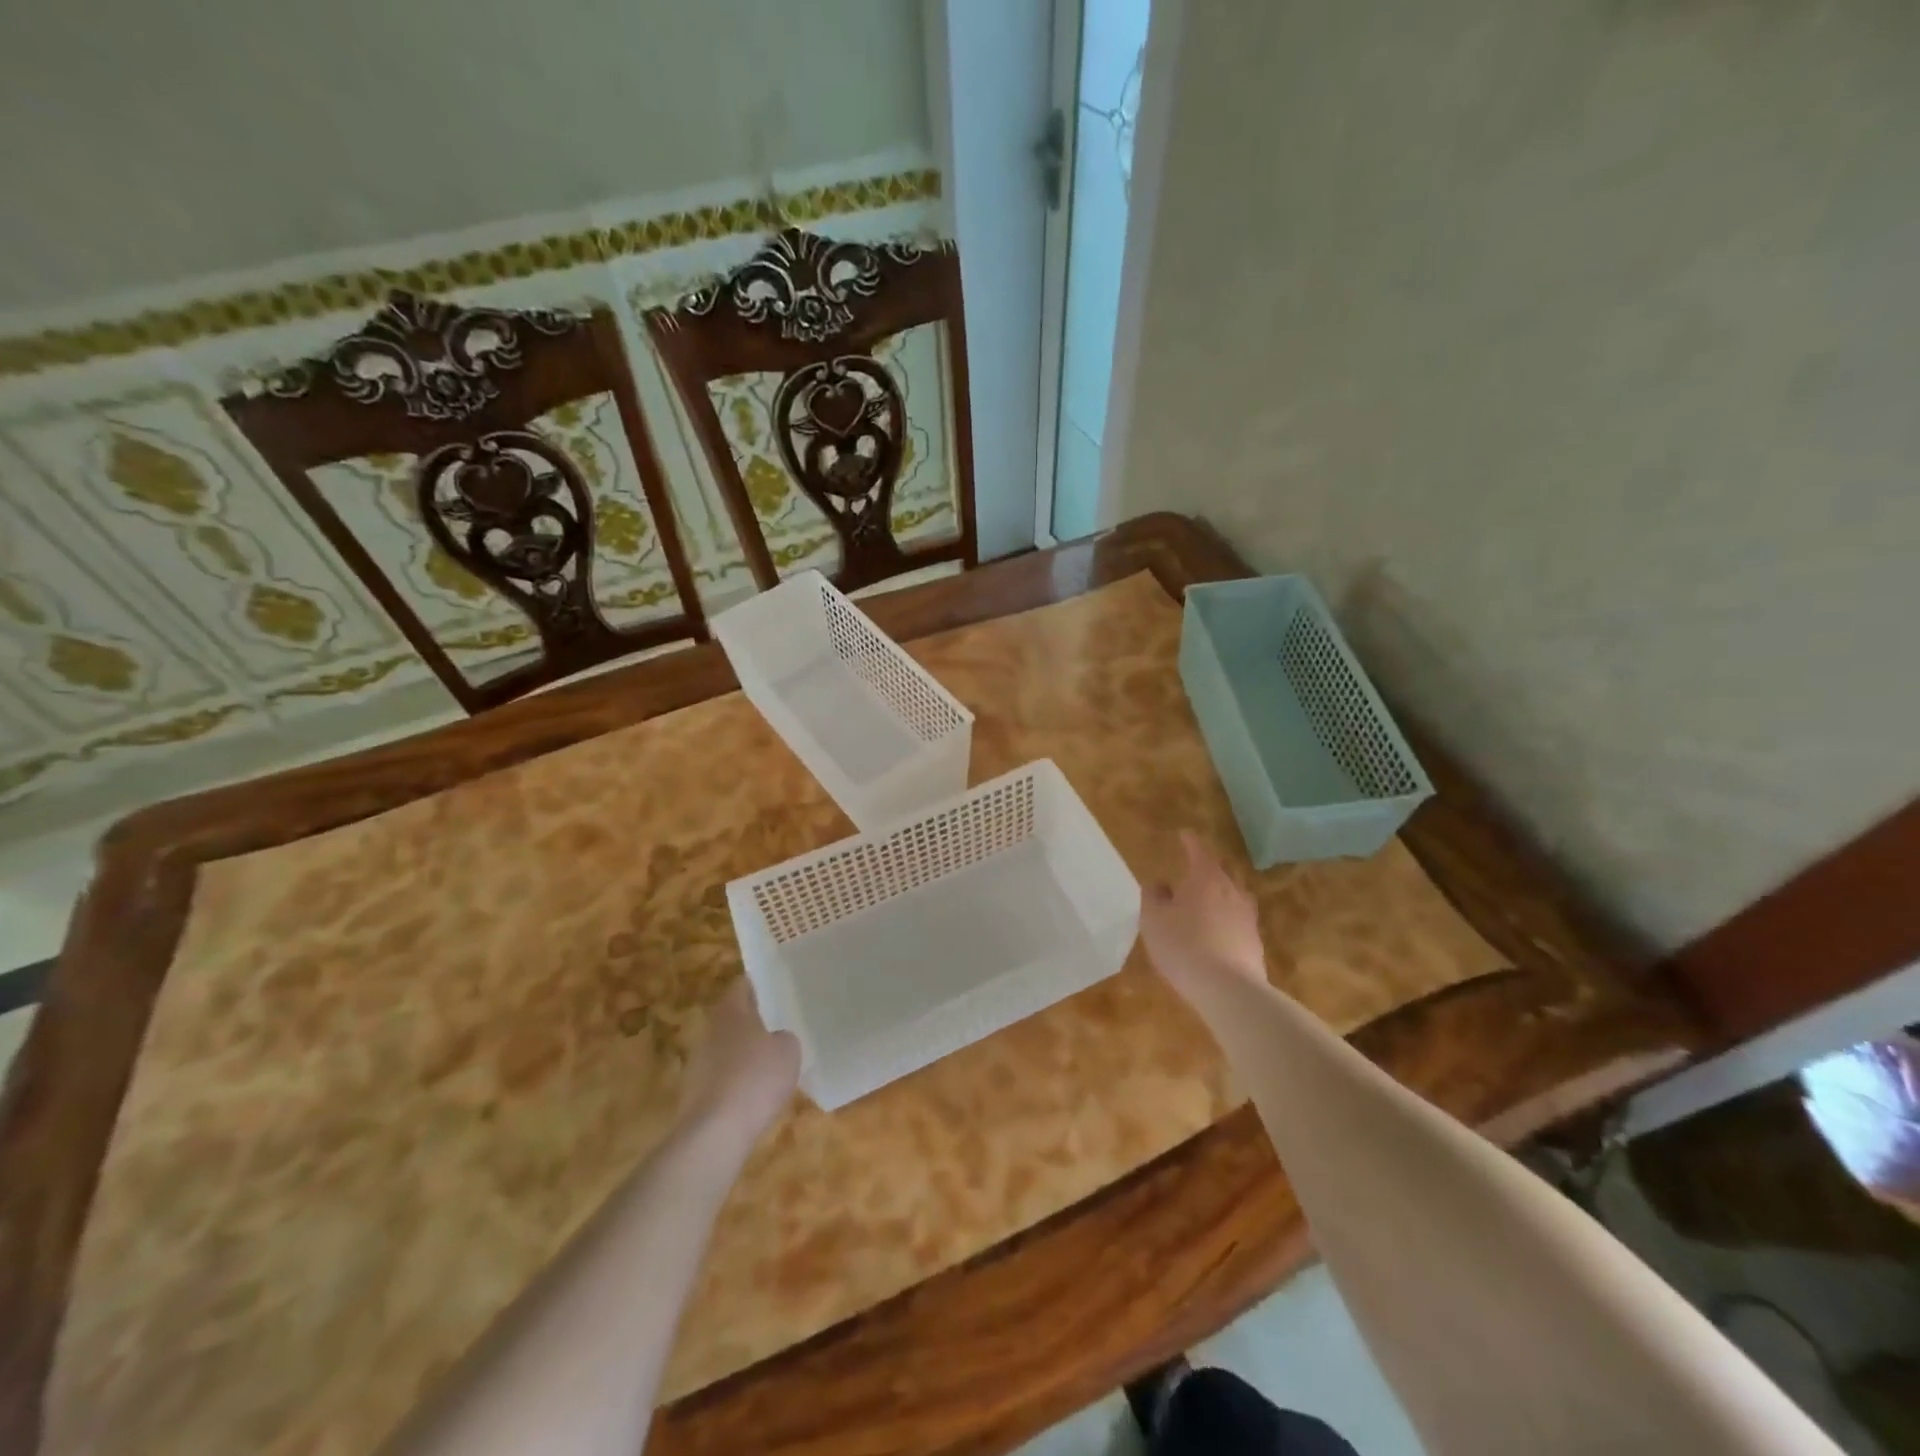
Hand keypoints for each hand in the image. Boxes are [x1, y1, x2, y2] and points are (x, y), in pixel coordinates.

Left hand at [680, 980, 800, 1136]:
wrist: (716, 1133)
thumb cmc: (756, 1078)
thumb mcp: (788, 1051)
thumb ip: (784, 1037)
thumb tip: (775, 1039)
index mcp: (731, 1011)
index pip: (742, 985)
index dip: (759, 984)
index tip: (775, 987)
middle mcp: (709, 1030)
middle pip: (732, 1017)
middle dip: (752, 1020)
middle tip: (777, 1023)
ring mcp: (698, 1063)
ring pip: (726, 1047)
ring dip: (743, 1052)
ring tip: (770, 1061)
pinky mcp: (694, 1094)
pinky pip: (722, 1077)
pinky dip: (736, 1081)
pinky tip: (755, 1094)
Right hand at [1140, 830, 1267, 989]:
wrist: (1229, 990)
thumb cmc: (1184, 946)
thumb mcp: (1153, 920)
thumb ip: (1153, 896)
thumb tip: (1159, 884)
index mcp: (1206, 878)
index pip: (1199, 851)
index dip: (1190, 841)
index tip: (1184, 834)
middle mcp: (1231, 891)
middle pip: (1220, 872)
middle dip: (1206, 870)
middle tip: (1191, 873)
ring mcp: (1247, 917)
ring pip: (1232, 897)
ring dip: (1218, 896)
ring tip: (1204, 904)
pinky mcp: (1255, 943)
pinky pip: (1237, 921)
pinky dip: (1225, 921)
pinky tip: (1215, 934)